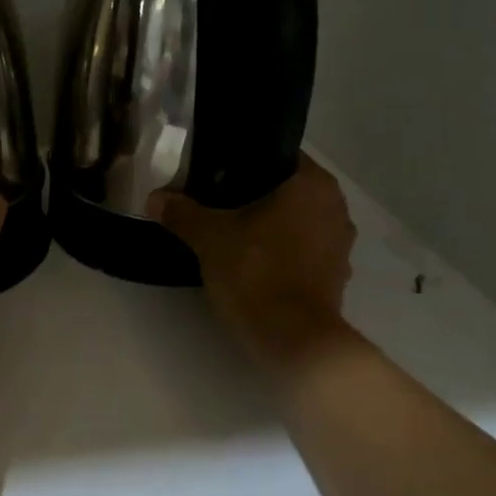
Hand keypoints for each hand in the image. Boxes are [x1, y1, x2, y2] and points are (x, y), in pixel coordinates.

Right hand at [149, 154, 358, 373]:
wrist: (293, 340)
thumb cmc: (257, 272)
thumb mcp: (209, 238)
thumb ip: (182, 213)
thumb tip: (154, 198)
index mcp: (313, 185)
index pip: (280, 155)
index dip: (246, 162)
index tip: (218, 173)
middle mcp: (336, 208)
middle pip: (289, 190)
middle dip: (256, 195)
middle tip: (217, 201)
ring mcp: (340, 245)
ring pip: (298, 222)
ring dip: (272, 225)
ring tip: (232, 231)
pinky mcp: (336, 277)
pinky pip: (304, 251)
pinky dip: (283, 252)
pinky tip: (253, 262)